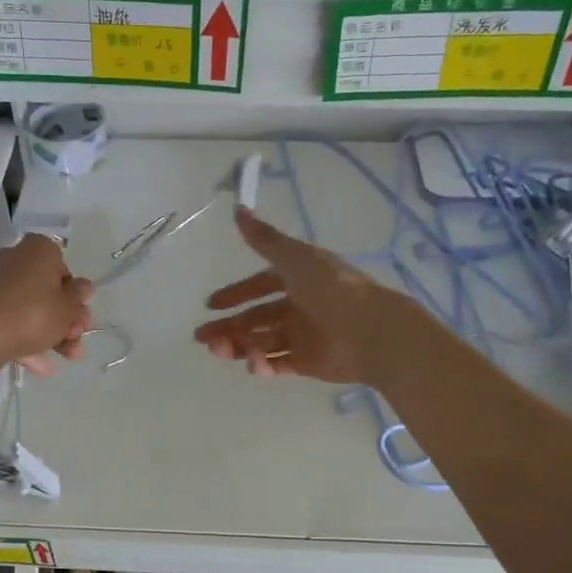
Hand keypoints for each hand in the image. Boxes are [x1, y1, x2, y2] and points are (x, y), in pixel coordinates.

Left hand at [0, 234, 93, 374]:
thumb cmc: (33, 315)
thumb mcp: (68, 308)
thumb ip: (79, 296)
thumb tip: (83, 286)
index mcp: (39, 250)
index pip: (64, 267)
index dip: (75, 294)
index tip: (80, 315)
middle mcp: (14, 258)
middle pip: (47, 290)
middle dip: (66, 318)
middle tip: (77, 339)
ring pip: (31, 308)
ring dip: (52, 333)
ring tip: (67, 357)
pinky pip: (11, 320)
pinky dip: (27, 339)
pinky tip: (42, 366)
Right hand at [194, 208, 403, 383]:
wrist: (369, 331)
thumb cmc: (331, 288)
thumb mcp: (294, 257)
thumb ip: (264, 239)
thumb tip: (237, 208)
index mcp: (298, 279)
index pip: (259, 285)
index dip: (235, 294)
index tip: (211, 304)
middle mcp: (299, 306)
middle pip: (256, 318)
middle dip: (228, 326)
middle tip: (202, 337)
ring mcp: (303, 336)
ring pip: (262, 342)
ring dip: (239, 346)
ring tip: (219, 350)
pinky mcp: (309, 363)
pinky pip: (278, 364)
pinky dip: (263, 365)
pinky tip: (253, 365)